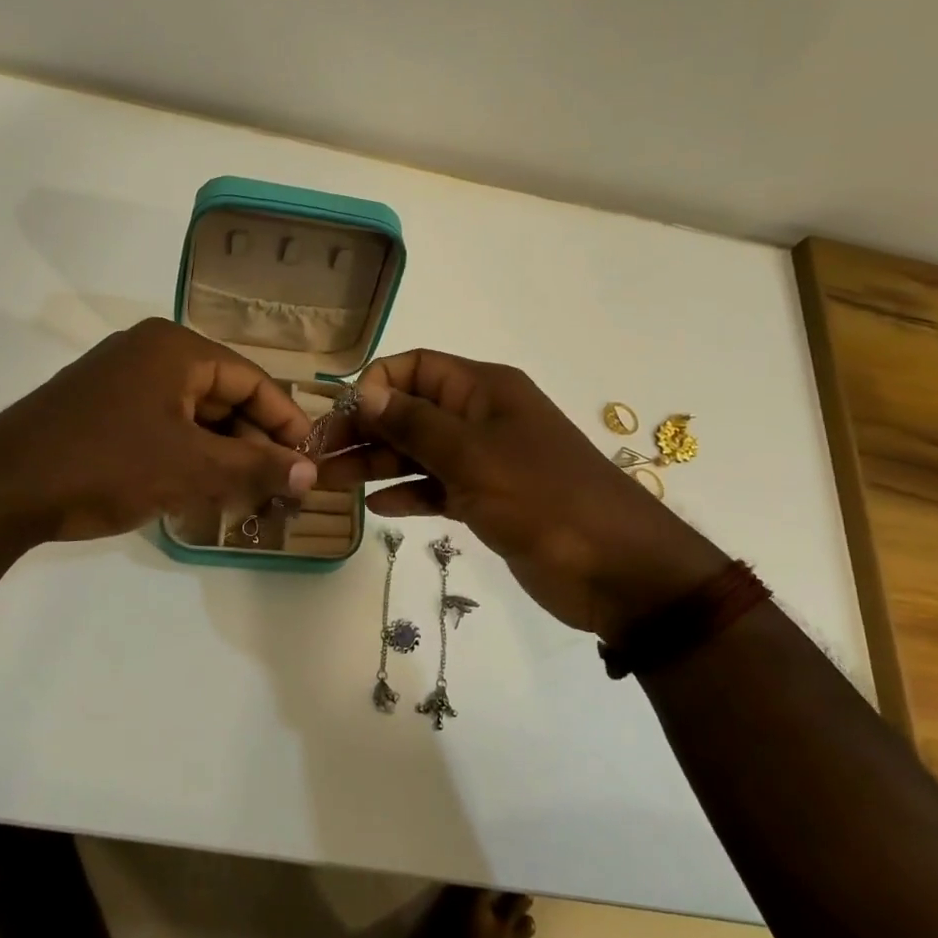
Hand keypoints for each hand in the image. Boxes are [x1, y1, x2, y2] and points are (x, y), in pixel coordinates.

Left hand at [0, 319, 317, 548]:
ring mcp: (121, 380)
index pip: (252, 379)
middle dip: (255, 443)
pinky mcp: (101, 409)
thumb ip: (255, 468)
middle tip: (283, 486)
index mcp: (176, 348)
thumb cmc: (105, 465)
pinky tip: (203, 489)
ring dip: (223, 453)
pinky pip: (163, 425)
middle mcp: (150, 353)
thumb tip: (312, 473)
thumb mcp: (190, 468)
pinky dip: (189, 455)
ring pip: (193, 415)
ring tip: (250, 494)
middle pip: (223, 395)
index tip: (311, 461)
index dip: (287, 422)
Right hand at [318, 350, 725, 638]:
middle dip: (365, 430)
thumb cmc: (544, 498)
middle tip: (320, 457)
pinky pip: (436, 489)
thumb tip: (365, 392)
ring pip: (418, 452)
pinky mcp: (488, 501)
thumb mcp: (473, 455)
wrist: (618, 570)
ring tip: (331, 483)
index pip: (417, 367)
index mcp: (484, 390)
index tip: (343, 416)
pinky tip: (376, 508)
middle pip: (411, 411)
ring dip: (377, 464)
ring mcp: (485, 462)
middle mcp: (481, 418)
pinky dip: (408, 494)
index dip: (377, 384)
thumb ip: (415, 423)